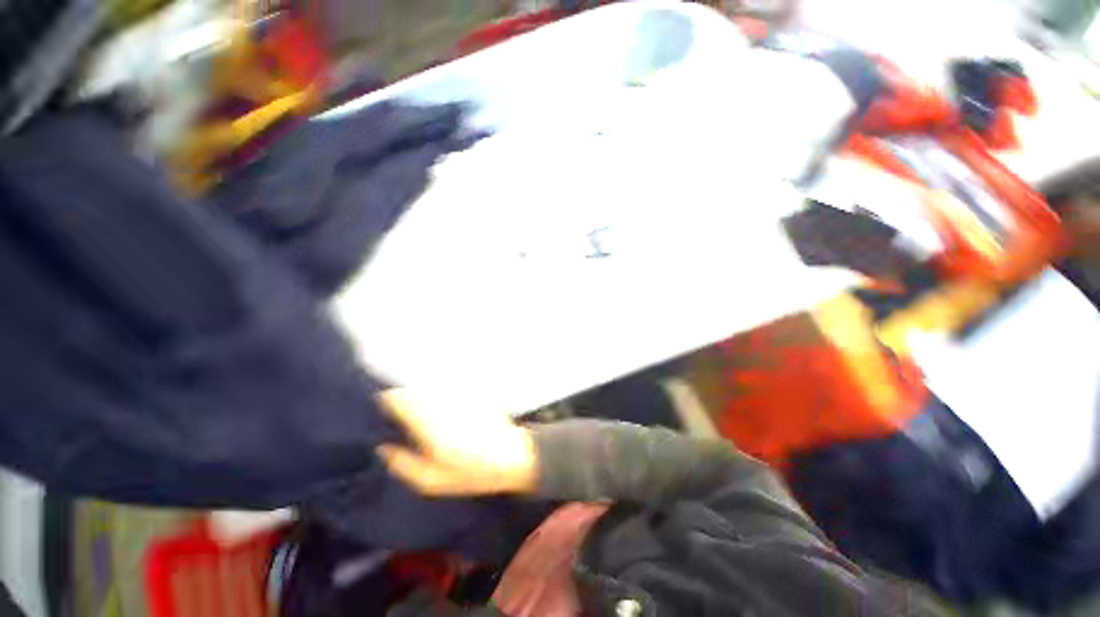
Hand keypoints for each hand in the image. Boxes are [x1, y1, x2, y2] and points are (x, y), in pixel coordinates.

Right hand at [376, 389, 539, 496]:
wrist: (512, 456)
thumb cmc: (470, 473)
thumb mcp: (432, 482)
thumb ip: (403, 464)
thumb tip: (383, 446)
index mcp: (430, 426)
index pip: (400, 399)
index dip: (387, 401)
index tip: (382, 409)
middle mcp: (443, 404)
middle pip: (414, 389)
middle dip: (403, 397)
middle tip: (399, 412)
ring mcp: (459, 395)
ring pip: (430, 386)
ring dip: (421, 394)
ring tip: (420, 410)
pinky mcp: (471, 391)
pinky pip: (447, 386)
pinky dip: (439, 392)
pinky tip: (442, 406)